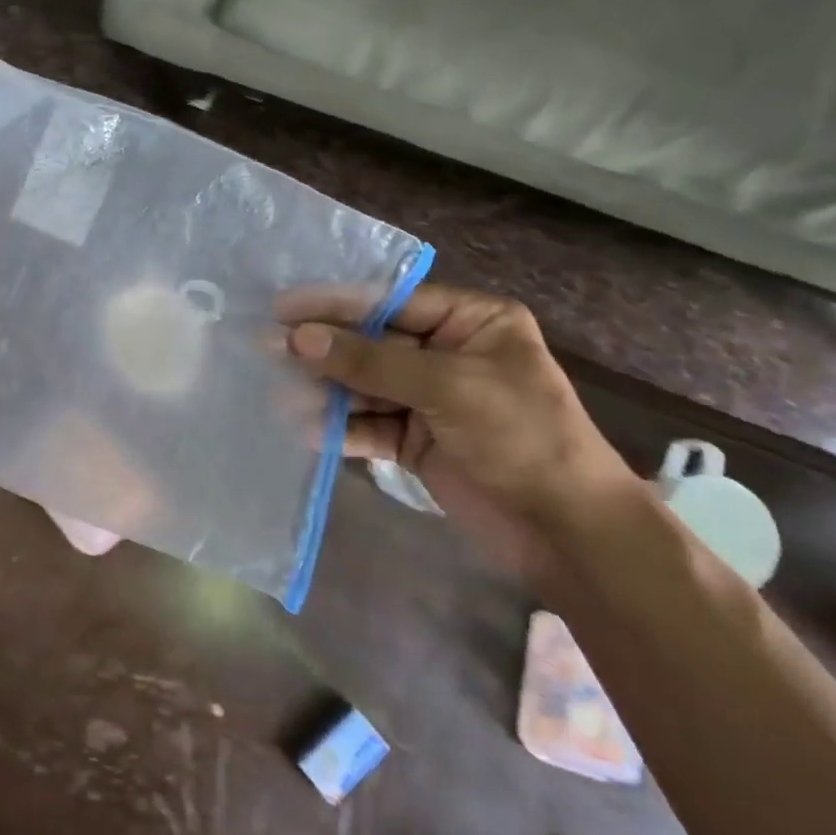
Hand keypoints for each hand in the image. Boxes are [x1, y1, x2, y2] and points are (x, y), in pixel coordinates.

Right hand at [280, 284, 649, 582]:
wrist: (568, 532)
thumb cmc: (522, 437)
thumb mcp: (448, 387)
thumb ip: (371, 361)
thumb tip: (299, 338)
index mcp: (471, 321)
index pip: (391, 302)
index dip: (336, 304)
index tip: (283, 308)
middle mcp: (447, 353)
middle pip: (372, 343)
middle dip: (325, 350)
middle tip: (268, 349)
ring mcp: (430, 399)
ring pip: (365, 386)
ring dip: (327, 392)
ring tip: (282, 396)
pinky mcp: (417, 440)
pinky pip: (370, 425)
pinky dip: (342, 428)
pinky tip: (309, 431)